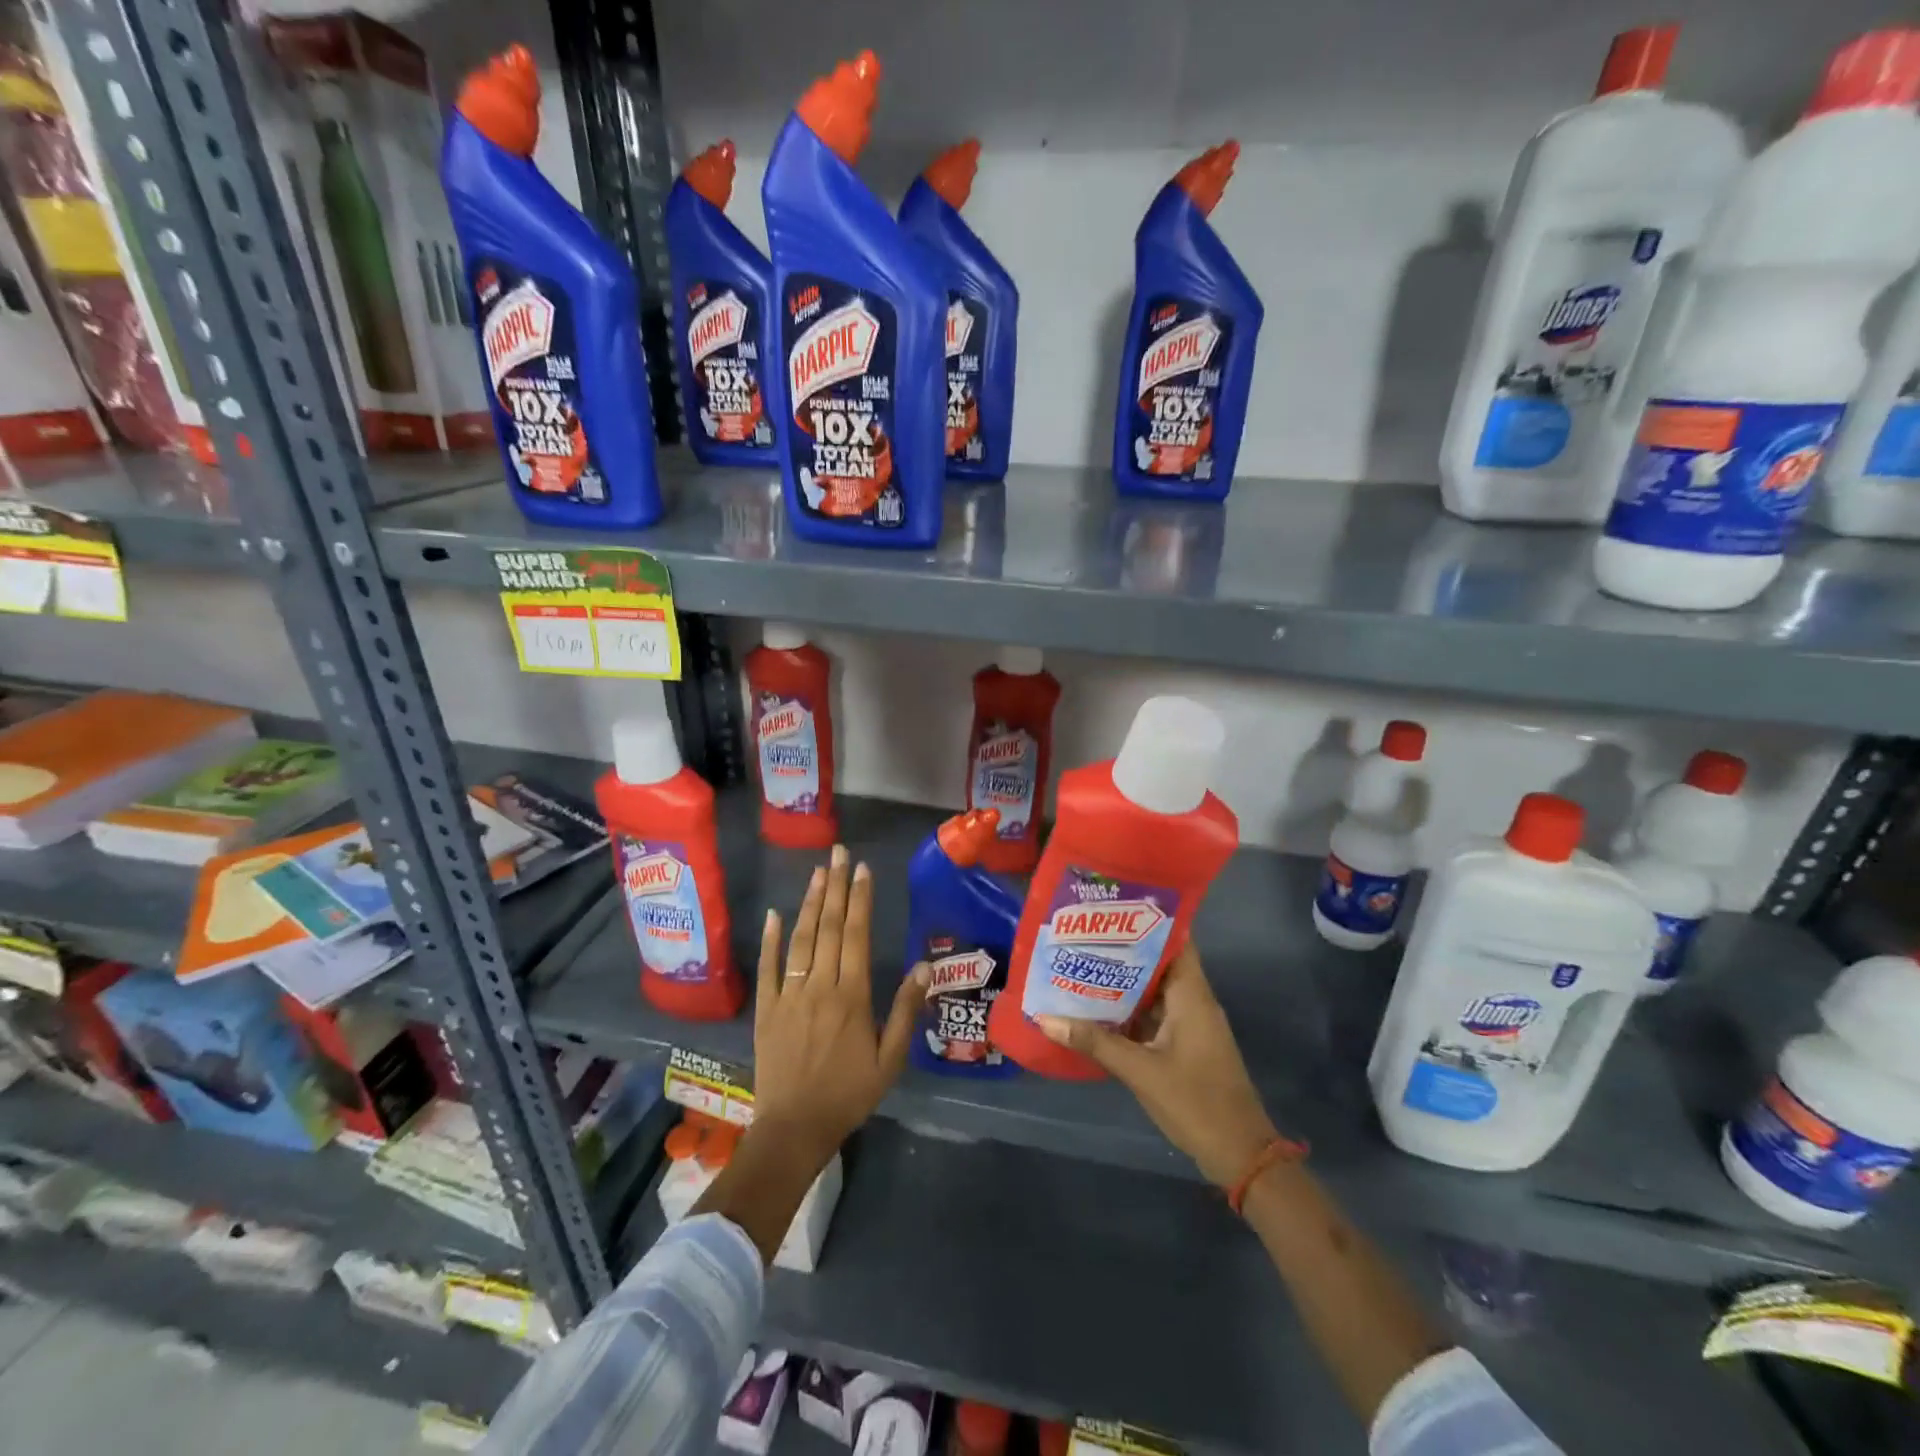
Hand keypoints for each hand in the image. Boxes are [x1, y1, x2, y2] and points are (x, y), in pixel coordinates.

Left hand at [751, 846, 927, 1166]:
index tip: (863, 869)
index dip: (860, 899)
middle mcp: (819, 986)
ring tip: (817, 872)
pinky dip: (771, 940)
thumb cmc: (848, 1094)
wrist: (794, 1128)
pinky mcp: (766, 1009)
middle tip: (840, 853)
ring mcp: (788, 995)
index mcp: (851, 996)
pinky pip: (768, 968)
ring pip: (801, 940)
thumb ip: (906, 1010)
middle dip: (836, 887)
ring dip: (809, 903)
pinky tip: (774, 914)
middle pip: (829, 927)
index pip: (856, 935)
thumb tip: (924, 966)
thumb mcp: (889, 1059)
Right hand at [1036, 943, 1278, 1186]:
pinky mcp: (1185, 1045)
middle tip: (1083, 935)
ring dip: (1124, 981)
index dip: (1148, 920)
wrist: (1239, 1154)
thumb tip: (1045, 1018)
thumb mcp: (1140, 1071)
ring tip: (1082, 963)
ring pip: (1154, 990)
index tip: (1113, 906)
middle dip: (1124, 949)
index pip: (1176, 940)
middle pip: (1159, 962)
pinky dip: (1130, 1009)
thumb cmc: (1195, 1102)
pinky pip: (1154, 1014)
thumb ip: (1095, 1042)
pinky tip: (1097, 1008)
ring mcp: (1190, 1024)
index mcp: (1192, 995)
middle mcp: (1193, 1001)